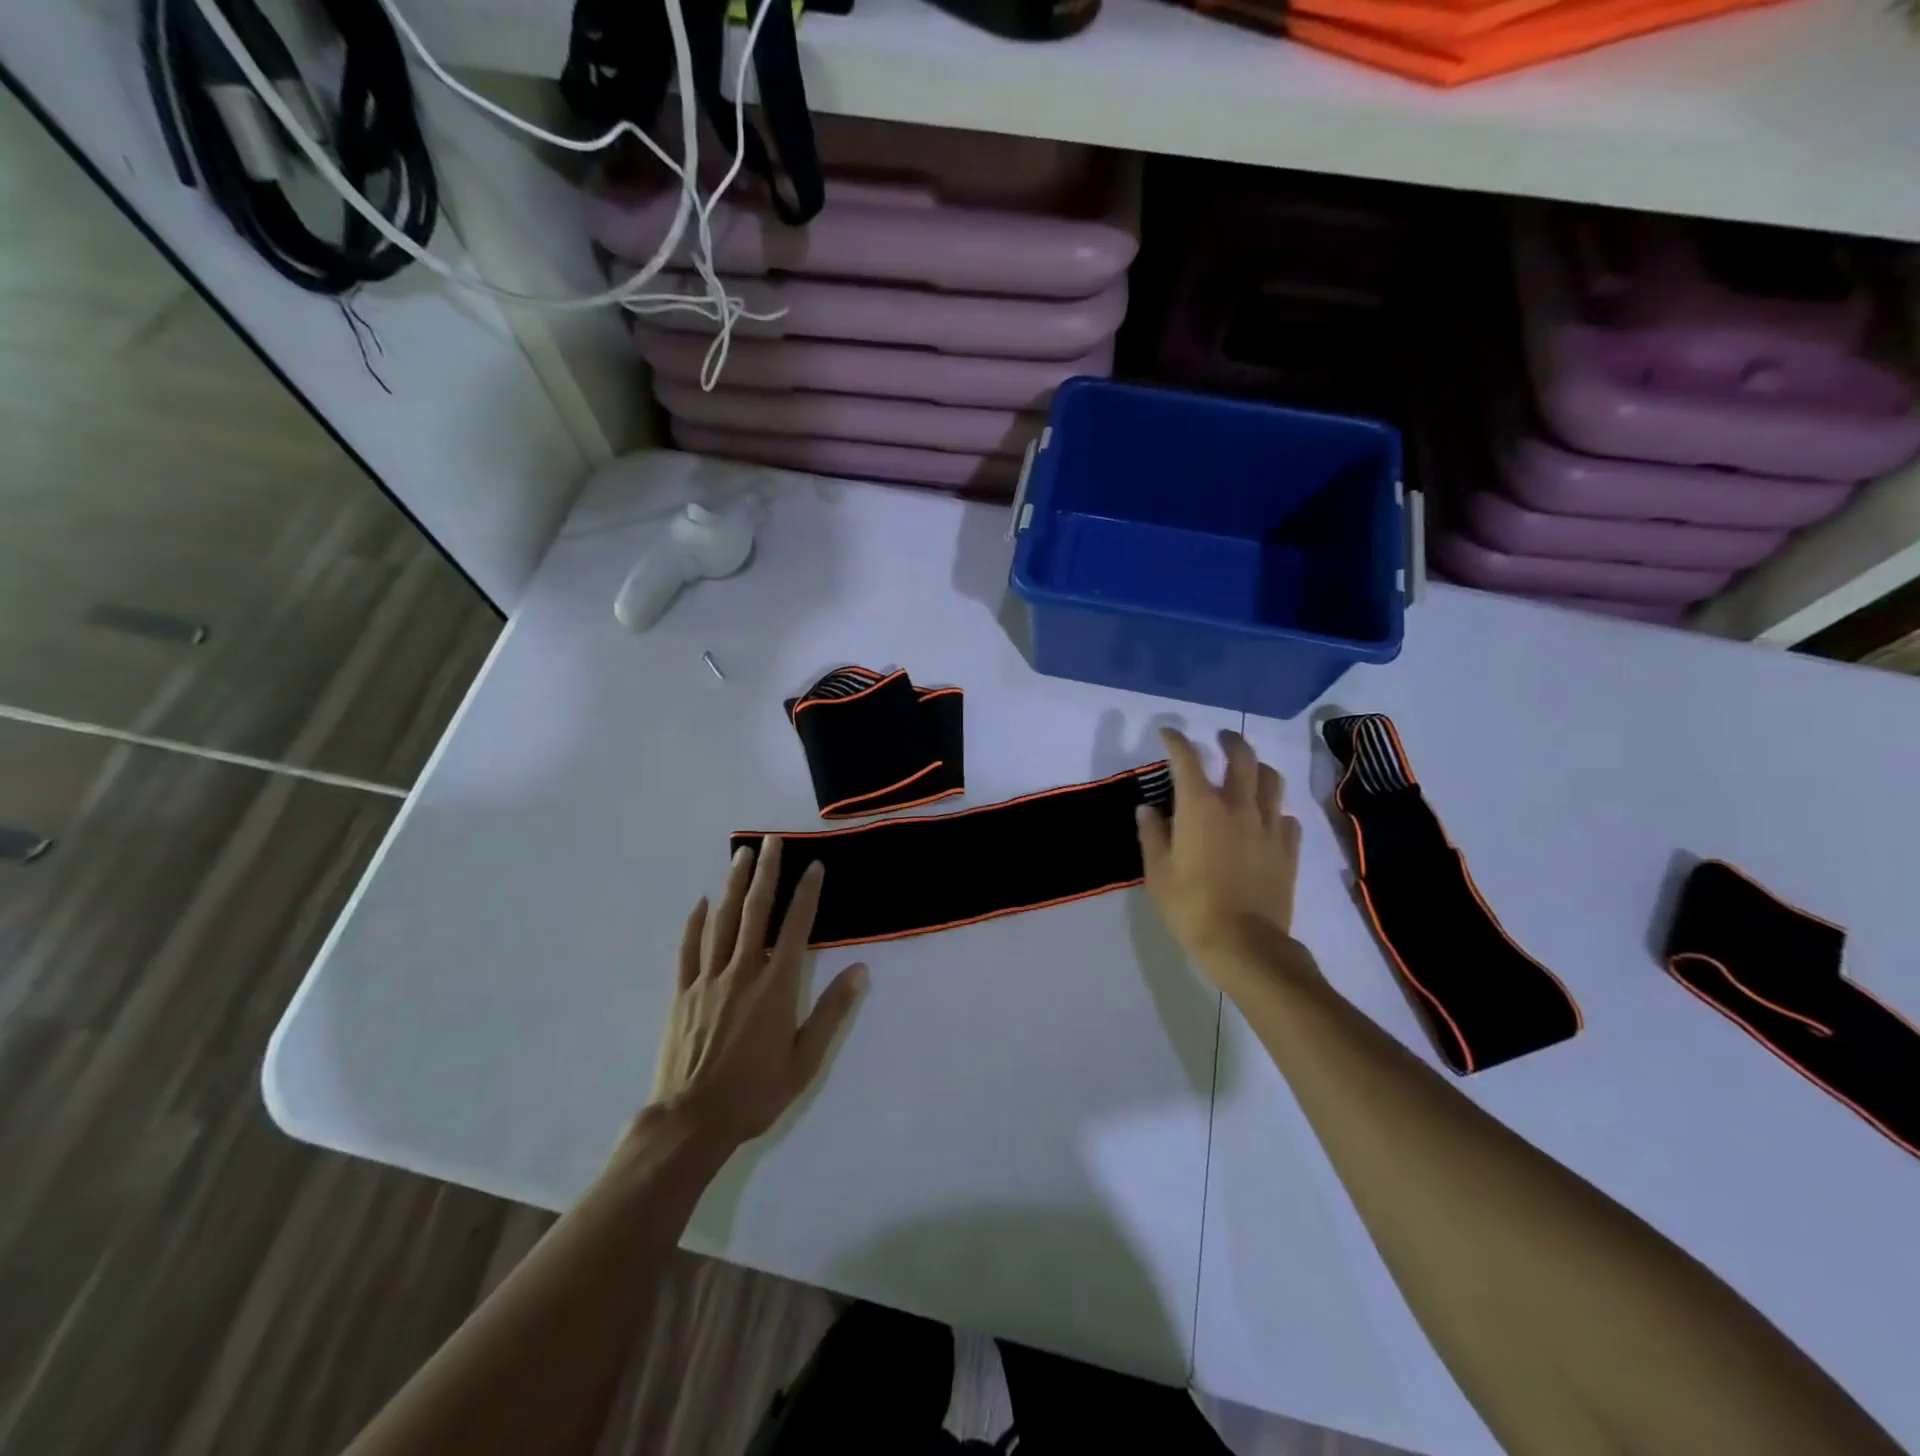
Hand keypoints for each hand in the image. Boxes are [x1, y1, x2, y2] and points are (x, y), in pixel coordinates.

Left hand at [644, 836, 867, 1153]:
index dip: (806, 894)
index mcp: (776, 987)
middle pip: (755, 912)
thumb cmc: (755, 1093)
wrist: (690, 1122)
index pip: (795, 928)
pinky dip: (696, 922)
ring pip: (722, 921)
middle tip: (772, 840)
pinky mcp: (682, 993)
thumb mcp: (805, 1061)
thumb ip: (831, 1012)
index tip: (814, 866)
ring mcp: (708, 980)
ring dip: (734, 885)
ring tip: (742, 854)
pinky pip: (688, 949)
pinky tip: (702, 901)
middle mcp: (742, 972)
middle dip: (766, 873)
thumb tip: (860, 970)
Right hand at [1137, 728, 1307, 985]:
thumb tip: (1148, 809)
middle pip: (1241, 757)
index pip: (1187, 760)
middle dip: (1229, 741)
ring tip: (1249, 771)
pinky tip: (1267, 820)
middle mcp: (1238, 806)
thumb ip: (1152, 834)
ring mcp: (1268, 826)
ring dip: (1258, 768)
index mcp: (1200, 807)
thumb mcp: (1158, 872)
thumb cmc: (1191, 906)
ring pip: (1271, 780)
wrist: (1244, 944)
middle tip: (1221, 737)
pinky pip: (1287, 817)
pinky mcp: (1288, 849)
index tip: (1168, 733)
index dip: (1176, 741)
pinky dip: (1275, 810)